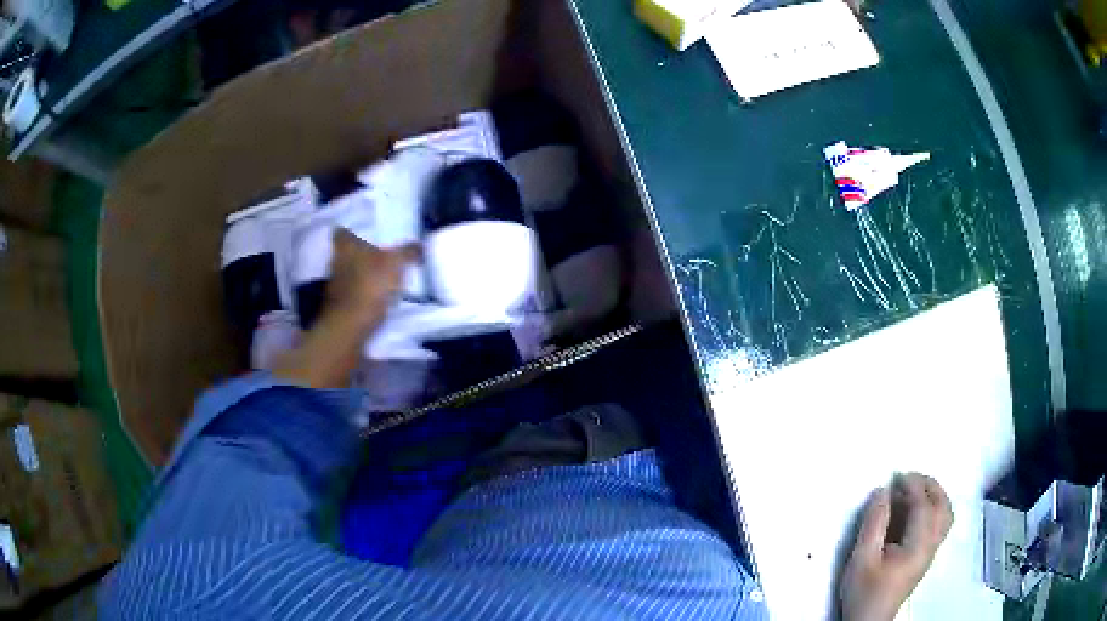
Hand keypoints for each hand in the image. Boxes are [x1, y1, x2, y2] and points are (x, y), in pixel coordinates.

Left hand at [273, 231, 416, 388]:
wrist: (349, 326)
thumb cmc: (369, 285)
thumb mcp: (396, 264)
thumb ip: (407, 252)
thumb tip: (419, 244)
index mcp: (345, 246)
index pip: (341, 232)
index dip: (350, 233)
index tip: (361, 236)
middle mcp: (334, 262)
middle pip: (344, 254)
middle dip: (357, 256)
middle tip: (376, 257)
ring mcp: (333, 286)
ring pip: (345, 275)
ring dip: (358, 277)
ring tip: (377, 280)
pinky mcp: (336, 307)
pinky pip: (348, 295)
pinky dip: (358, 296)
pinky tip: (372, 301)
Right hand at [840, 473, 953, 620]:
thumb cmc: (864, 592)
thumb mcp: (861, 559)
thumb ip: (873, 524)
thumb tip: (882, 491)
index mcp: (918, 546)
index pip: (923, 506)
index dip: (912, 486)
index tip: (897, 474)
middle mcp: (931, 546)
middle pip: (943, 507)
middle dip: (930, 486)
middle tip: (910, 477)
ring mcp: (931, 552)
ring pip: (946, 515)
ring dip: (935, 496)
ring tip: (916, 489)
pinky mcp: (926, 557)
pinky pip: (940, 524)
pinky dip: (934, 508)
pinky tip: (916, 510)